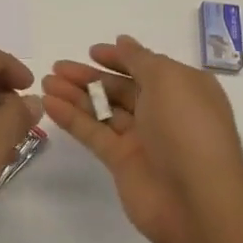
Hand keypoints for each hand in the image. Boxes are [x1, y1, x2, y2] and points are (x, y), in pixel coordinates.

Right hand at [42, 35, 242, 242]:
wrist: (197, 201)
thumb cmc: (188, 127)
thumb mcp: (168, 80)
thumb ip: (140, 59)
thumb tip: (124, 42)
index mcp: (183, 89)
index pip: (146, 67)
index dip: (119, 58)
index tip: (91, 51)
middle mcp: (163, 111)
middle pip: (120, 88)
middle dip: (89, 76)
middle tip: (57, 66)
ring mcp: (142, 139)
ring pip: (103, 110)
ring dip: (75, 94)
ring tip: (45, 82)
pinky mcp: (122, 162)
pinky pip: (94, 134)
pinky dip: (72, 119)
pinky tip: (49, 104)